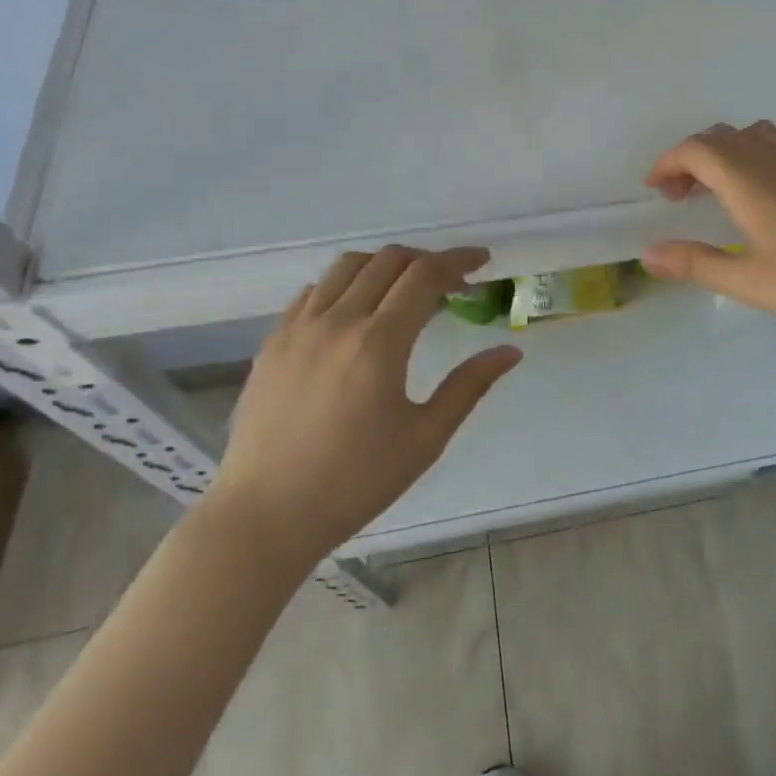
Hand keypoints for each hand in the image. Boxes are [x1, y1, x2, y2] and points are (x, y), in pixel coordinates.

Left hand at [201, 246, 521, 577]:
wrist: (265, 516)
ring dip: (384, 265)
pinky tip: (354, 312)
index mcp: (379, 343)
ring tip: (402, 289)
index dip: (458, 259)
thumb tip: (510, 351)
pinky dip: (343, 285)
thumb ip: (469, 386)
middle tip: (449, 282)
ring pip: (346, 266)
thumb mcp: (425, 438)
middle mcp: (337, 322)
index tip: (482, 260)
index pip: (425, 276)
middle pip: (387, 260)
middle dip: (426, 260)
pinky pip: (312, 291)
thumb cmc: (355, 481)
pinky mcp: (272, 343)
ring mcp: (298, 329)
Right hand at [640, 121, 775, 339]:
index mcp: (751, 182)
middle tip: (677, 197)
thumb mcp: (751, 282)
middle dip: (690, 158)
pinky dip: (749, 160)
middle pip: (722, 137)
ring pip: (751, 138)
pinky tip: (757, 201)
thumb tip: (648, 253)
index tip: (653, 189)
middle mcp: (775, 163)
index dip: (668, 162)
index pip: (698, 150)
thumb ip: (697, 264)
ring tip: (712, 192)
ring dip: (722, 155)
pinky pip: (774, 150)